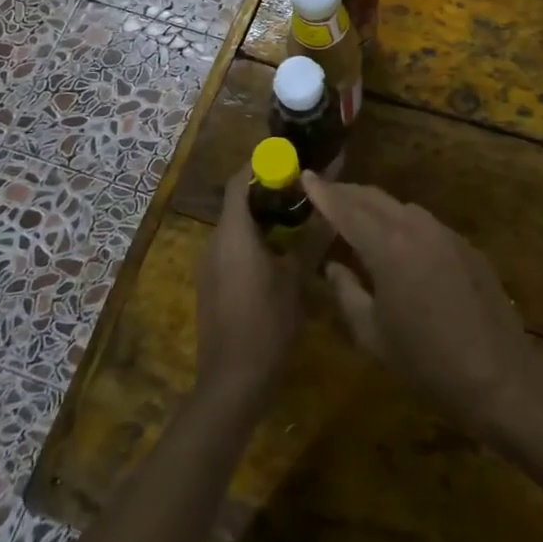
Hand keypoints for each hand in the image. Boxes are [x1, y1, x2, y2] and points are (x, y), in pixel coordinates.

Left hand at [195, 173, 301, 407]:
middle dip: (267, 190)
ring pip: (234, 226)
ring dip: (261, 215)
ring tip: (297, 215)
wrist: (232, 383)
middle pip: (237, 201)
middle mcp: (214, 242)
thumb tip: (333, 207)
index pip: (239, 180)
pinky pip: (230, 247)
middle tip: (302, 187)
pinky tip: (280, 251)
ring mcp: (209, 265)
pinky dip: (253, 238)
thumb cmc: (267, 324)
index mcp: (233, 233)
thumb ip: (313, 239)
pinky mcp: (210, 284)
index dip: (260, 164)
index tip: (289, 158)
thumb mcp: (296, 279)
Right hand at [303, 173, 541, 431]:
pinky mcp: (465, 245)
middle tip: (325, 193)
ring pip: (401, 207)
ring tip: (356, 217)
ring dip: (375, 206)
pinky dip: (402, 222)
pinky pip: (424, 223)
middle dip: (347, 193)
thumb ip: (347, 294)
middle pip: (374, 199)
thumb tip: (333, 266)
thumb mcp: (373, 336)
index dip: (324, 193)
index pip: (347, 210)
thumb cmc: (427, 364)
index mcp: (388, 248)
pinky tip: (397, 242)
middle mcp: (416, 228)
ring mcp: (445, 233)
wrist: (498, 376)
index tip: (306, 175)